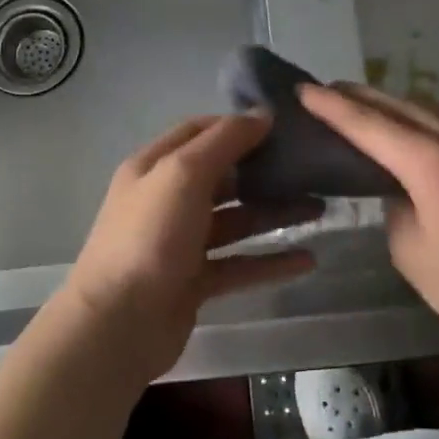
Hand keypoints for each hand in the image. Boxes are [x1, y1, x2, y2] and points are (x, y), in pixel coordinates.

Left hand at [55, 113, 319, 382]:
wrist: (119, 324)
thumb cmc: (149, 236)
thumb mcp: (183, 174)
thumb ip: (223, 141)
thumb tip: (262, 114)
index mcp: (154, 167)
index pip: (199, 132)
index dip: (237, 126)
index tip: (282, 126)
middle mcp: (166, 201)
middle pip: (222, 177)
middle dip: (264, 171)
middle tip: (311, 169)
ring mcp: (180, 244)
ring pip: (235, 221)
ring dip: (274, 214)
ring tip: (319, 209)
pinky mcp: (195, 282)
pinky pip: (239, 264)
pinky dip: (270, 262)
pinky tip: (307, 260)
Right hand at [299, 83, 438, 349]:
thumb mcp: (413, 254)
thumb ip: (394, 208)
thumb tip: (398, 188)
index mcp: (432, 162)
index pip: (368, 124)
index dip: (331, 107)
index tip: (302, 89)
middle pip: (397, 103)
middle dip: (357, 95)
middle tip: (325, 91)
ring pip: (427, 105)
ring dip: (392, 105)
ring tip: (363, 108)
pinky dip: (424, 116)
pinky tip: (413, 127)